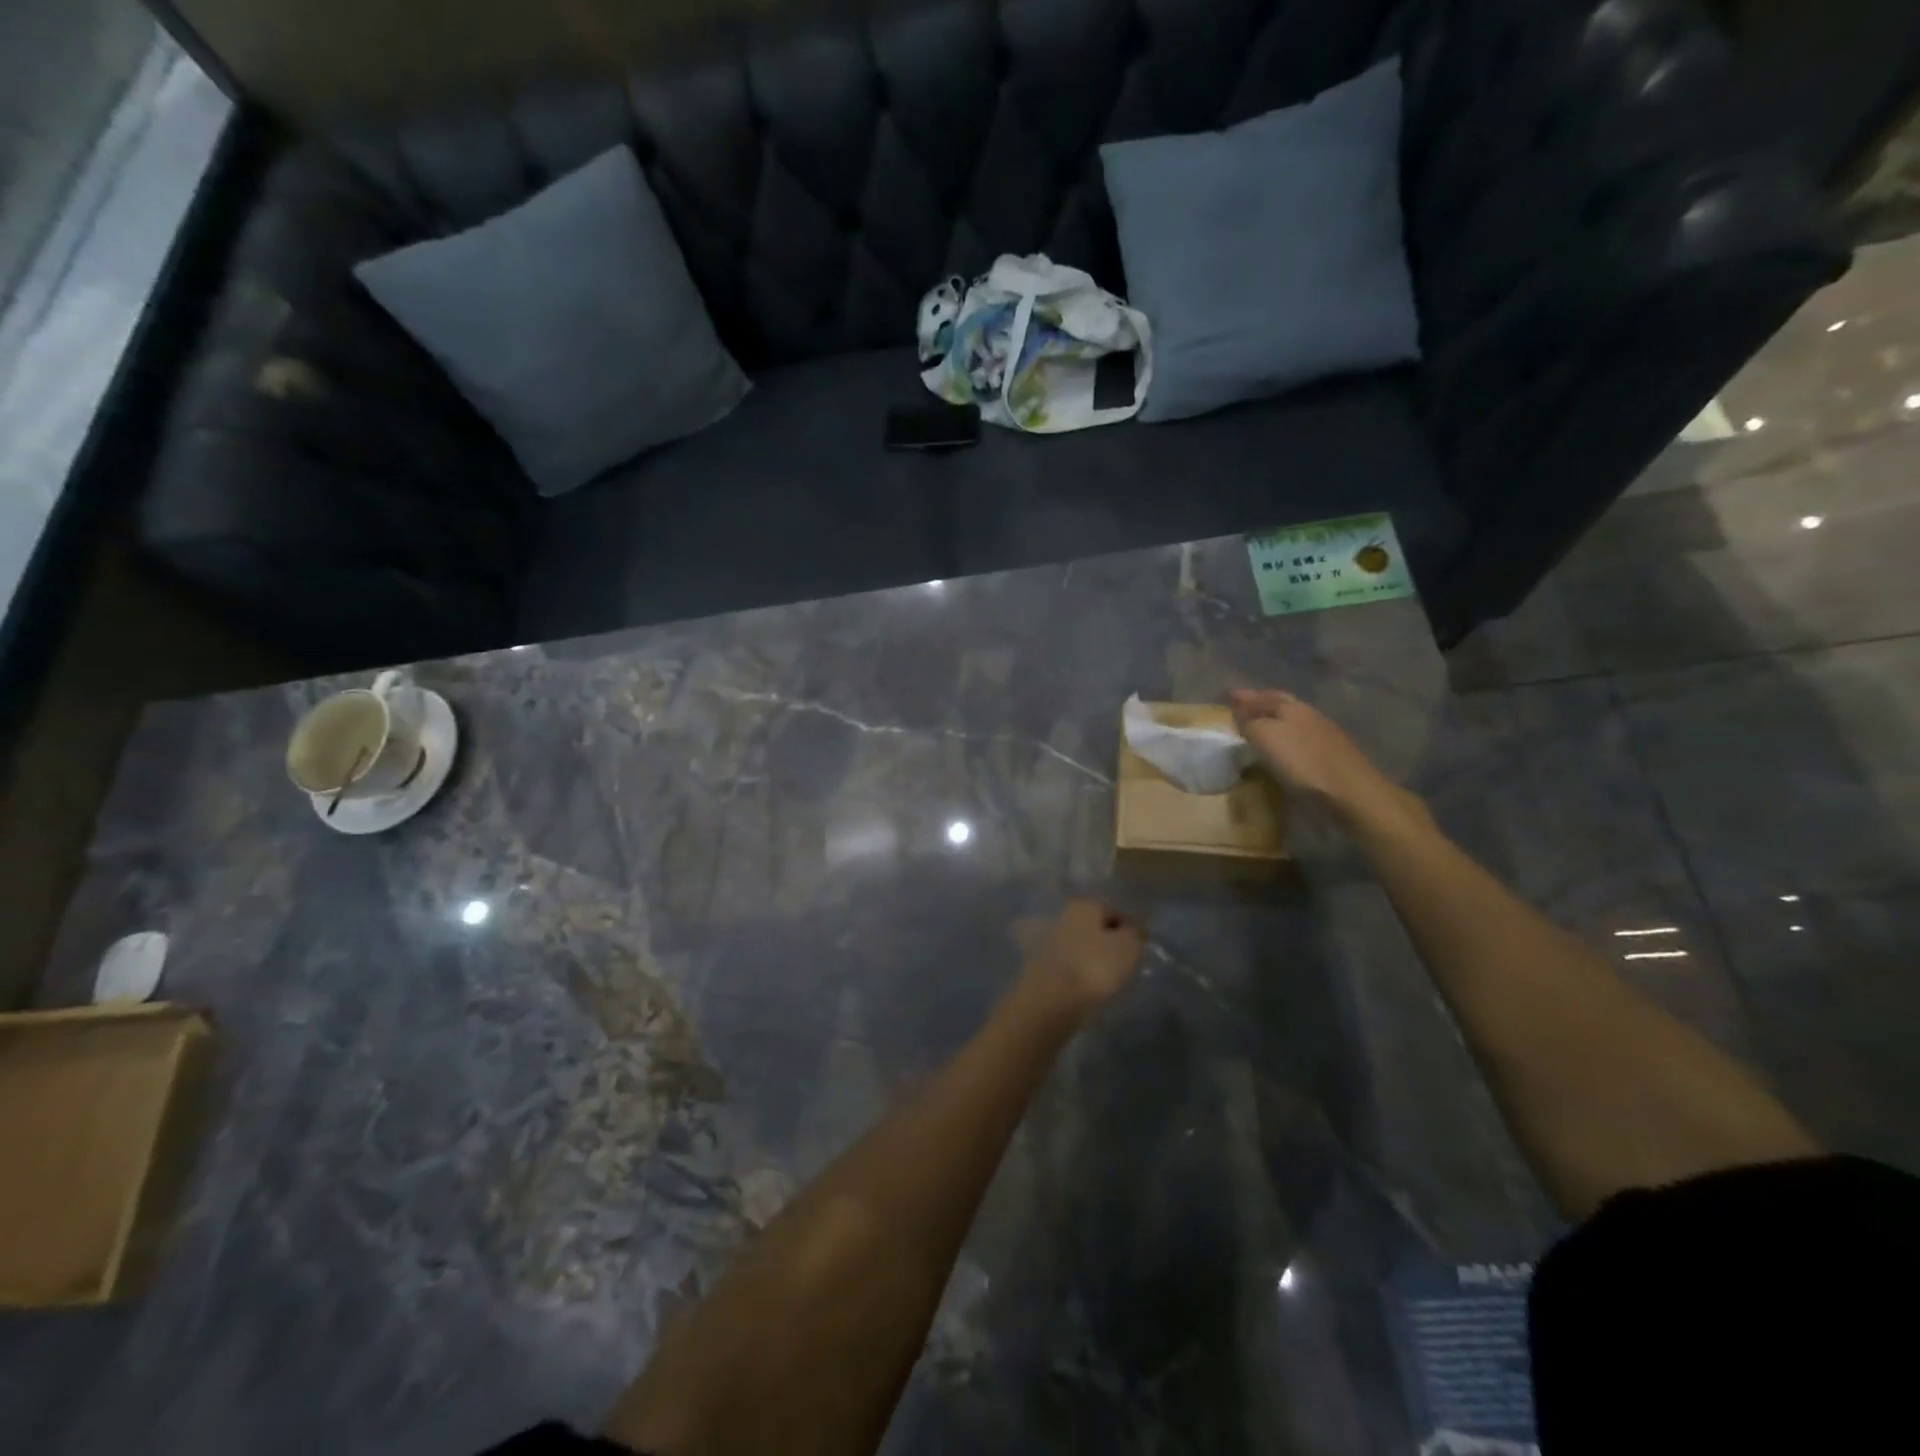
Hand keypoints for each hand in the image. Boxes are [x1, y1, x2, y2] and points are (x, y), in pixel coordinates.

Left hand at [1018, 899, 1144, 1022]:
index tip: (1143, 949)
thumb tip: (1134, 931)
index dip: (1131, 929)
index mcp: (1085, 905)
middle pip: (1096, 928)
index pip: (1115, 912)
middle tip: (1128, 964)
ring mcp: (1050, 940)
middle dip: (1111, 943)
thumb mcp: (1128, 947)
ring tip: (1112, 980)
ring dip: (1096, 959)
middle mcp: (1064, 915)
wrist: (1052, 999)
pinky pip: (1072, 965)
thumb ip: (1134, 934)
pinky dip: (1082, 973)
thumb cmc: (1095, 966)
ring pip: (1082, 946)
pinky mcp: (1042, 965)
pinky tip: (1092, 988)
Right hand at [1229, 688, 1408, 822]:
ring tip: (1259, 726)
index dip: (1245, 697)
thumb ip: (1249, 722)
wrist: (1351, 791)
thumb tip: (1239, 712)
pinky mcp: (1331, 755)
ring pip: (1292, 720)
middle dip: (1261, 703)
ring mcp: (1324, 734)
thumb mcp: (1265, 737)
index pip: (1263, 696)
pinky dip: (1286, 738)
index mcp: (1291, 707)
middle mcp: (1309, 715)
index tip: (1227, 696)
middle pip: (1281, 703)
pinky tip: (1282, 747)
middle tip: (1243, 706)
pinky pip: (1300, 739)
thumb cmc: (1302, 761)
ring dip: (1274, 720)